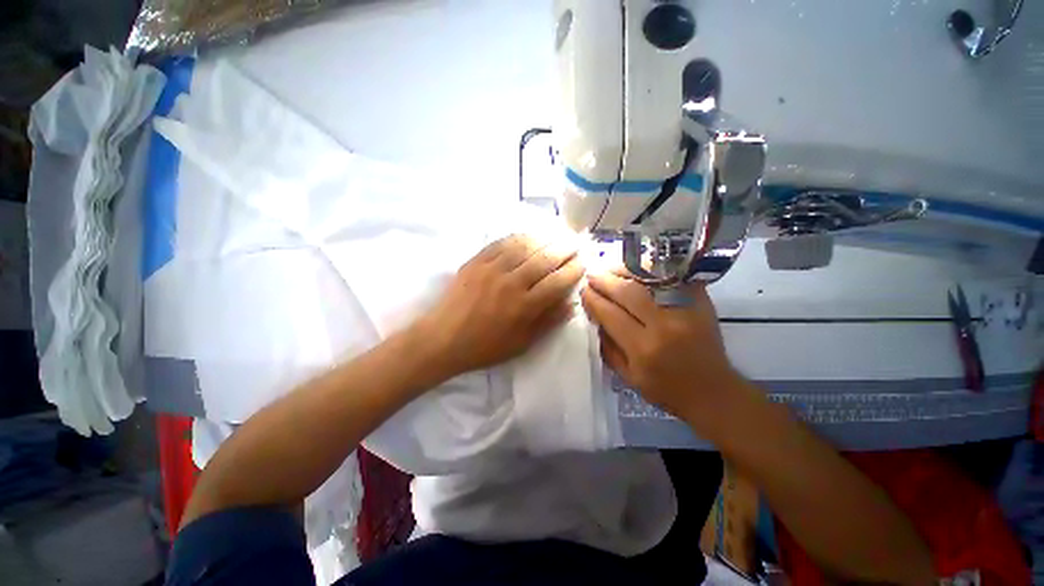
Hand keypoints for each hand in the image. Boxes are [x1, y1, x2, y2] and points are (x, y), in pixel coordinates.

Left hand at [414, 234, 584, 378]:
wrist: (443, 339)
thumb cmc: (485, 346)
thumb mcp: (522, 343)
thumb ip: (547, 322)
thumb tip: (571, 304)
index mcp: (525, 306)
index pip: (558, 281)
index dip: (574, 270)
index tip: (583, 262)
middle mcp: (512, 283)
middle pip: (545, 259)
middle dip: (565, 249)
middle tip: (575, 243)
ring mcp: (492, 269)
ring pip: (525, 246)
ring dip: (545, 238)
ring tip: (556, 235)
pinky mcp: (477, 261)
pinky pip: (501, 243)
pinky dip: (519, 237)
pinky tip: (528, 235)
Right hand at [580, 272, 745, 431]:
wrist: (713, 391)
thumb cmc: (666, 389)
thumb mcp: (628, 377)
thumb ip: (608, 347)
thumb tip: (594, 318)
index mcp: (643, 349)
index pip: (610, 314)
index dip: (593, 300)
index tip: (583, 291)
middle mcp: (664, 326)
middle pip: (627, 292)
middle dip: (605, 281)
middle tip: (592, 276)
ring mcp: (685, 310)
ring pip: (649, 279)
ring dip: (625, 271)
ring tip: (610, 269)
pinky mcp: (700, 302)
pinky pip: (672, 277)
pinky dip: (652, 270)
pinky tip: (638, 269)